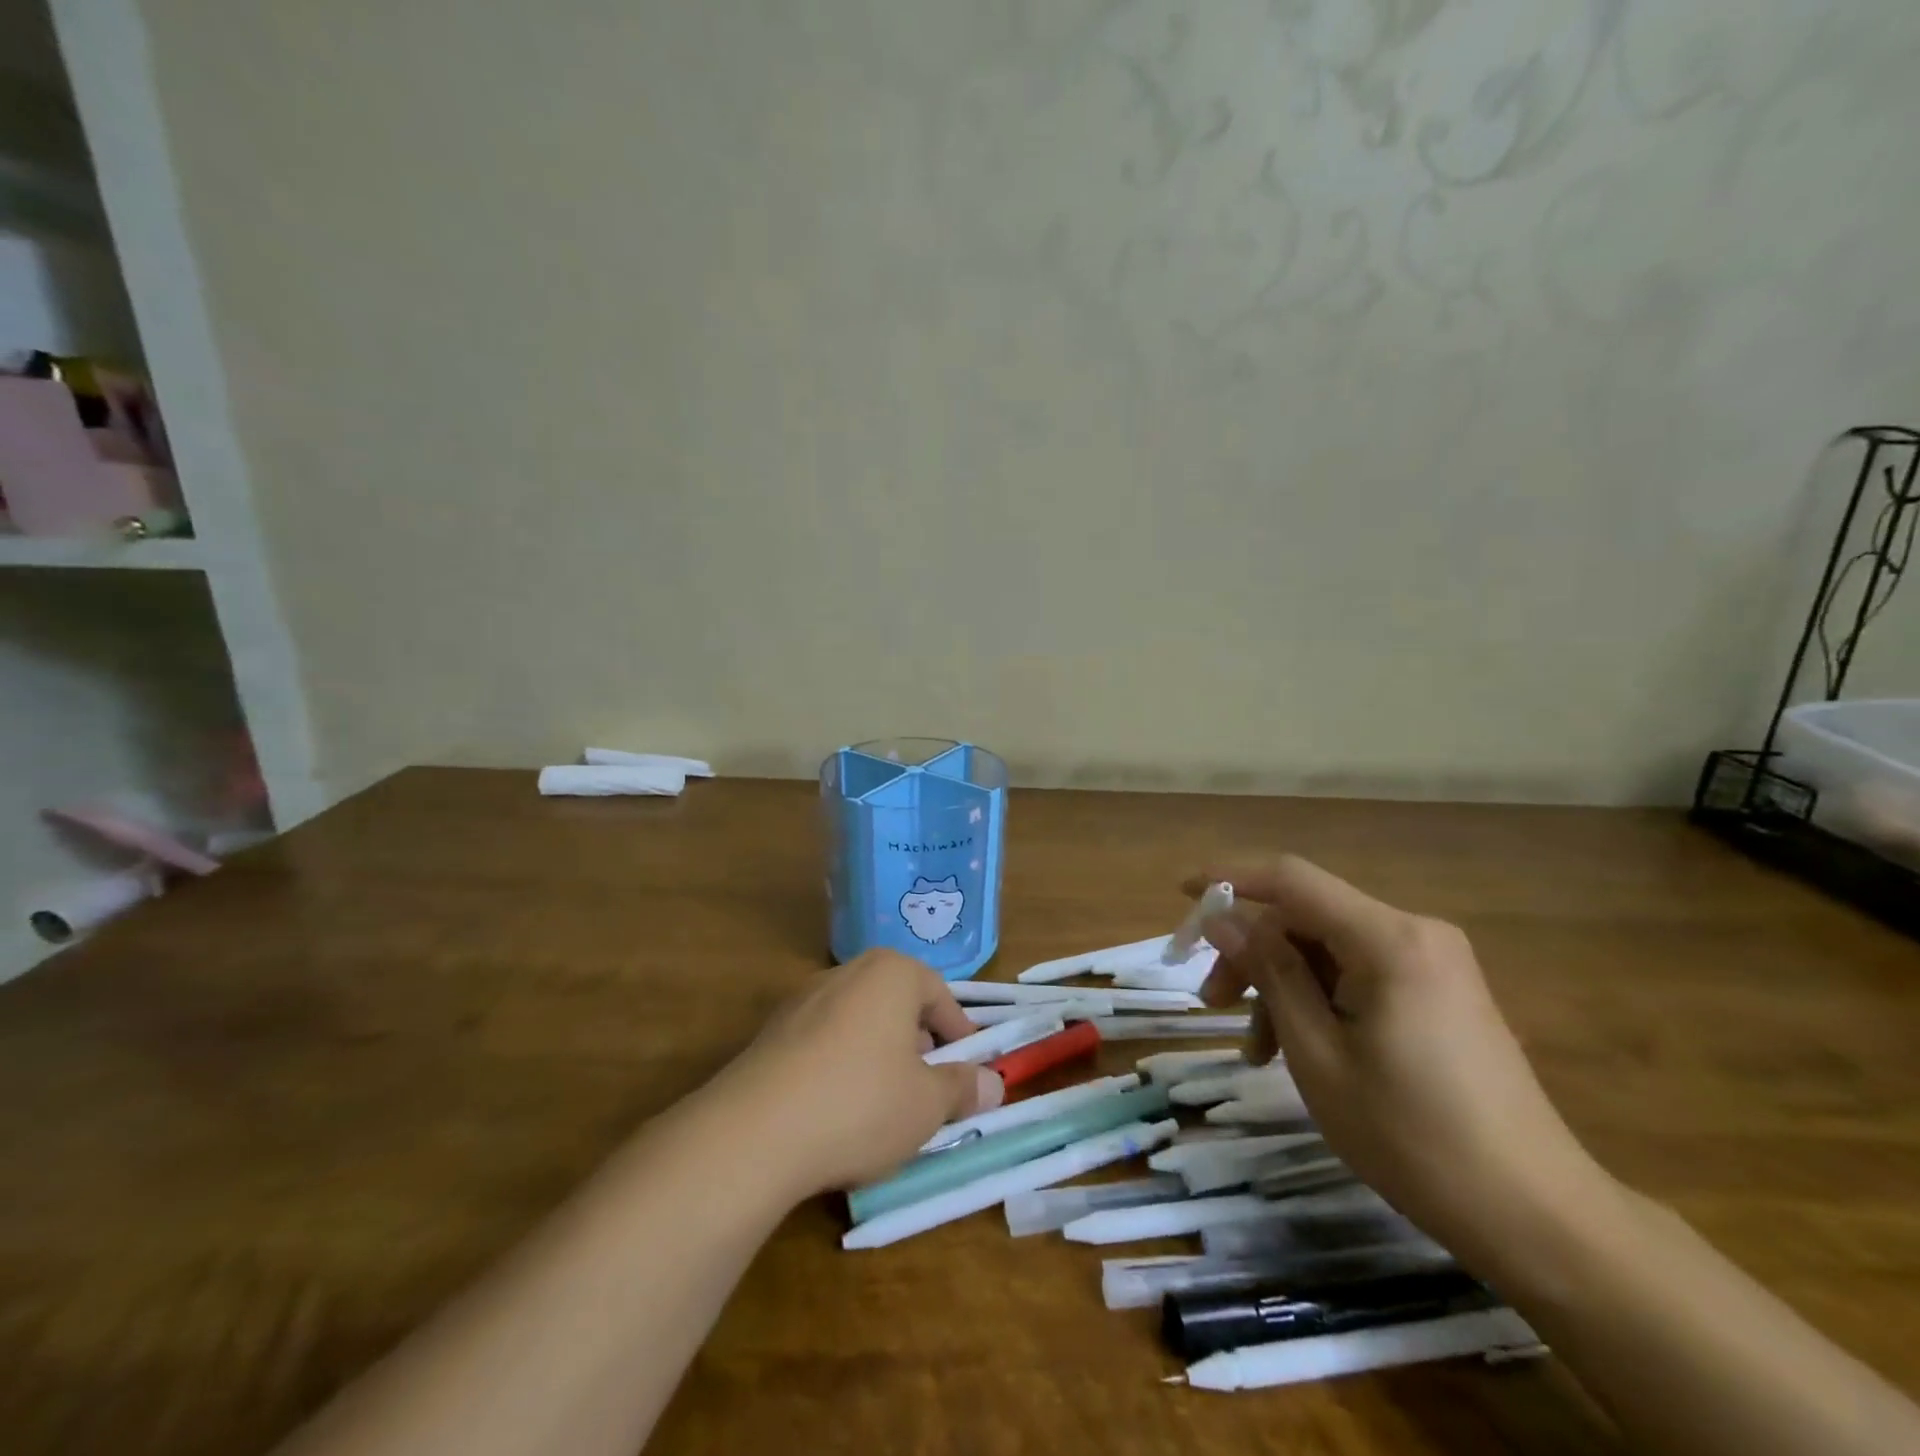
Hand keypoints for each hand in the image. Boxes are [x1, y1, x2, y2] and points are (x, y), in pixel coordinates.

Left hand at [705, 949, 1003, 1197]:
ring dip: (879, 1056)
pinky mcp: (771, 1033)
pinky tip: (837, 1112)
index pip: (939, 995)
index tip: (970, 1069)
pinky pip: (822, 1043)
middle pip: (897, 1004)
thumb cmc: (861, 1104)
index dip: (960, 1034)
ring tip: (885, 1105)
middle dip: (918, 1044)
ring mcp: (802, 999)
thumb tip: (993, 1084)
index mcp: (891, 973)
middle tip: (930, 1087)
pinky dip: (840, 1067)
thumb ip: (963, 1088)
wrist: (754, 1133)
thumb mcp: (927, 1104)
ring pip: (859, 1022)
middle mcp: (846, 972)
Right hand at [1190, 856, 1610, 1264]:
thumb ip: (1269, 973)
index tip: (1180, 894)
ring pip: (1328, 949)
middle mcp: (1414, 933)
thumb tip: (1223, 920)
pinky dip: (1317, 1001)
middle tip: (1211, 1002)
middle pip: (1307, 917)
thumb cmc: (1412, 1137)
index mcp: (1389, 939)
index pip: (1291, 879)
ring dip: (1281, 985)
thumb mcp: (1318, 1053)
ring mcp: (1432, 963)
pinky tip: (1295, 1050)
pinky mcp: (1439, 993)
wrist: (1537, 1217)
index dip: (1230, 878)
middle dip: (1252, 953)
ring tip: (1252, 1050)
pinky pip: (1357, 974)